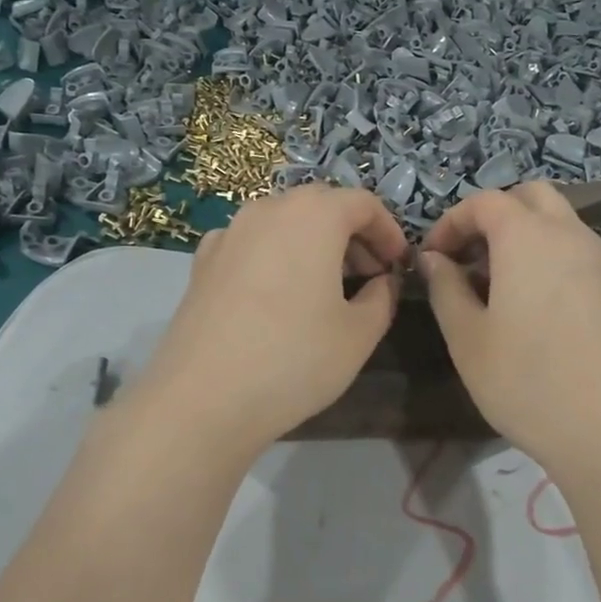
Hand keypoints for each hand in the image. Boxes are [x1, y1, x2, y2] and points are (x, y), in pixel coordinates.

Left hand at [133, 185, 409, 456]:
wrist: (202, 398)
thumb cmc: (294, 359)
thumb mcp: (359, 334)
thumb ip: (382, 297)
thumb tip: (380, 281)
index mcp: (313, 215)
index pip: (363, 203)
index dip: (389, 232)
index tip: (398, 265)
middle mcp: (267, 209)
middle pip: (321, 206)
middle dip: (352, 235)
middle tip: (369, 275)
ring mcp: (229, 233)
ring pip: (283, 223)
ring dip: (313, 244)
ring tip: (326, 288)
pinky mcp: (202, 262)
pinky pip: (252, 244)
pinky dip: (275, 257)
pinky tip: (277, 296)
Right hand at [420, 183, 600, 478]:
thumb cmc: (526, 381)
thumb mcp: (467, 338)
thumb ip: (445, 288)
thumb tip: (433, 259)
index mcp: (527, 236)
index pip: (484, 202)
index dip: (451, 222)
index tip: (431, 258)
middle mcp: (569, 235)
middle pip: (530, 197)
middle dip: (492, 215)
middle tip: (467, 258)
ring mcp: (600, 261)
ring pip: (557, 221)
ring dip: (522, 234)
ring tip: (495, 284)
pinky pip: (575, 250)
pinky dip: (547, 256)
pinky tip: (531, 305)